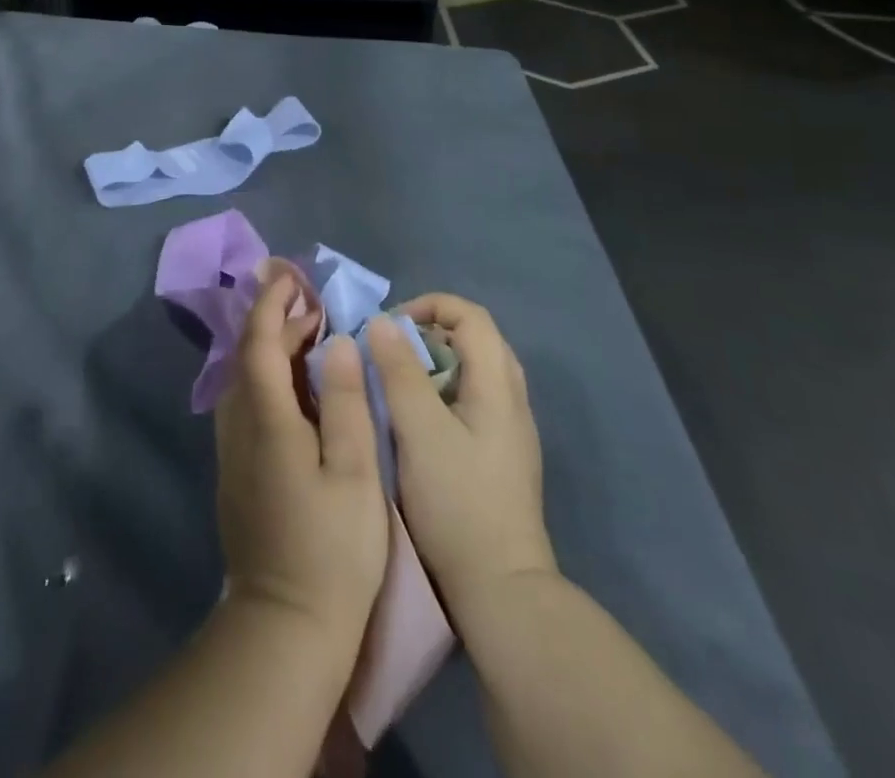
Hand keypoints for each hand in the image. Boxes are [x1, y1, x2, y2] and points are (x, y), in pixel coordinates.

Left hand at [216, 261, 389, 662]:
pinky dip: (266, 378)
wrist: (285, 628)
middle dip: (275, 321)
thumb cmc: (332, 548)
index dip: (272, 304)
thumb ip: (343, 401)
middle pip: (249, 357)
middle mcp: (239, 427)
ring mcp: (232, 453)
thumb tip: (335, 342)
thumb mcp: (354, 471)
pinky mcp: (235, 474)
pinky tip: (292, 387)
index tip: (288, 274)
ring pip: (244, 380)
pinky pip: (245, 404)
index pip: (259, 342)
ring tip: (306, 335)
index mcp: (267, 419)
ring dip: (269, 349)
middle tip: (311, 303)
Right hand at [365, 296, 555, 614]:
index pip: (471, 315)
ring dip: (434, 363)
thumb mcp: (419, 430)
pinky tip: (417, 422)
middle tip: (392, 351)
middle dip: (430, 332)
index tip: (390, 327)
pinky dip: (443, 391)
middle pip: (476, 339)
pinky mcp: (501, 457)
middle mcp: (512, 399)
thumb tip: (381, 322)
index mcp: (498, 385)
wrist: (501, 589)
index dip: (429, 306)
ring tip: (399, 383)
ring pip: (473, 372)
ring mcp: (510, 431)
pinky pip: (473, 400)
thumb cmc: (458, 501)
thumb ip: (400, 371)